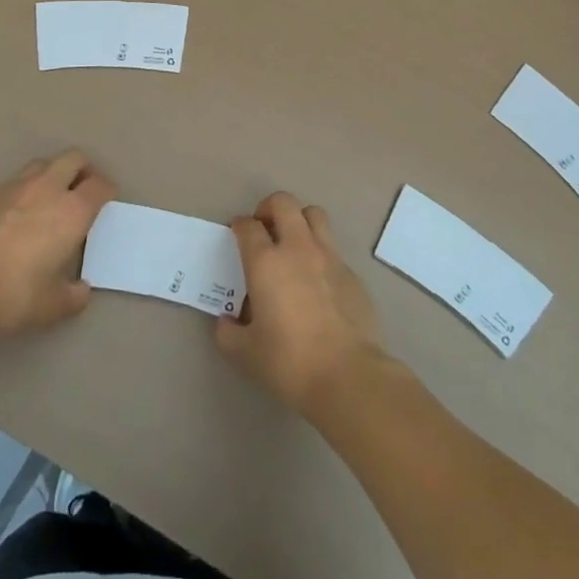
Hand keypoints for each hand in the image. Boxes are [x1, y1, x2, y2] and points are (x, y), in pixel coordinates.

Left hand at [0, 150, 116, 337]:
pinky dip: (23, 190)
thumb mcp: (51, 306)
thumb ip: (73, 296)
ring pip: (42, 164)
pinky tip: (15, 215)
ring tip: (49, 198)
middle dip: (84, 169)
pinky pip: (14, 182)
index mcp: (72, 211)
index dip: (107, 190)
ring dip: (53, 174)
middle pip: (74, 158)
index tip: (107, 200)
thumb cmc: (13, 293)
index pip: (100, 185)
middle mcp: (47, 189)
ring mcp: (14, 186)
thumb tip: (81, 291)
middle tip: (82, 191)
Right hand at [214, 192, 386, 416]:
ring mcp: (330, 257)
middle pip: (283, 203)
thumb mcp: (245, 354)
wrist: (348, 376)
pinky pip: (333, 249)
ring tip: (293, 244)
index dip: (239, 226)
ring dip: (299, 220)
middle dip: (269, 208)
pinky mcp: (352, 273)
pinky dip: (321, 254)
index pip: (248, 226)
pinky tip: (318, 282)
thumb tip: (226, 322)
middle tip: (264, 229)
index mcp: (266, 262)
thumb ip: (228, 333)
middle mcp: (297, 248)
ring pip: (314, 215)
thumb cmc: (289, 362)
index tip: (236, 234)